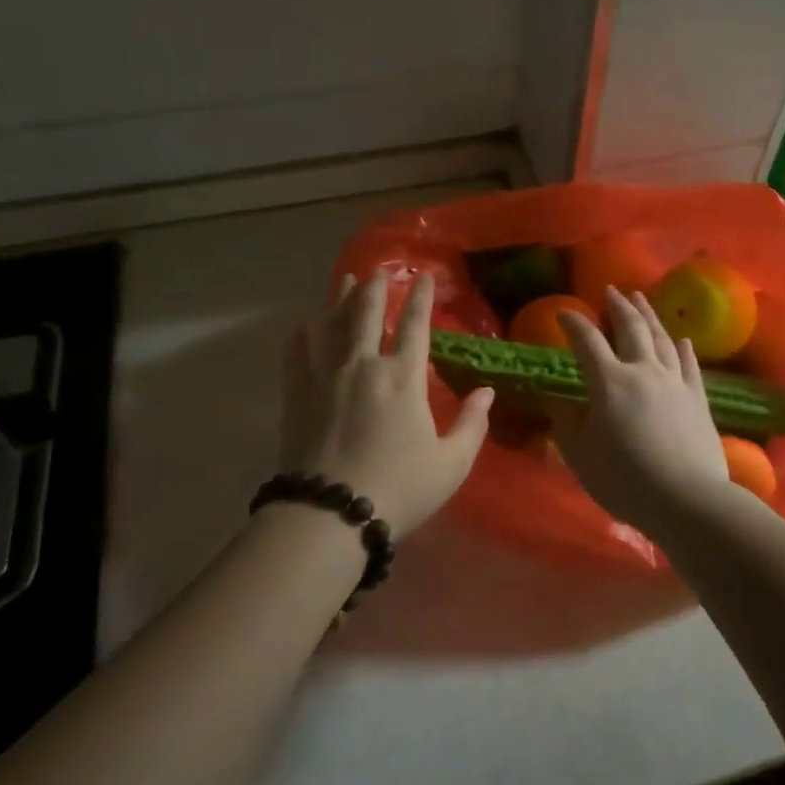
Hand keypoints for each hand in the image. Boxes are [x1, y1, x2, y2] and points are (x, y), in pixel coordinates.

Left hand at [280, 269, 493, 535]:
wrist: (330, 514)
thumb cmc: (398, 489)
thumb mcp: (450, 464)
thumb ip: (472, 425)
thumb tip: (487, 392)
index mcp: (403, 377)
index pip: (414, 325)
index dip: (420, 297)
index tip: (422, 275)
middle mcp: (363, 365)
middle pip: (366, 313)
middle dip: (375, 288)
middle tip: (378, 271)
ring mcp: (325, 376)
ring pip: (332, 324)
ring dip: (340, 298)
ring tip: (346, 279)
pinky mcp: (297, 394)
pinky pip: (298, 352)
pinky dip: (302, 334)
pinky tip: (304, 323)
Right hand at [549, 287, 730, 529]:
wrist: (687, 500)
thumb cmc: (625, 480)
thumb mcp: (580, 455)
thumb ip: (566, 423)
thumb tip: (558, 399)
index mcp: (609, 382)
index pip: (587, 341)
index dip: (574, 323)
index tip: (564, 312)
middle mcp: (643, 371)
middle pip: (631, 328)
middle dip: (618, 306)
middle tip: (611, 291)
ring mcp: (675, 382)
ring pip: (661, 339)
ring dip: (649, 316)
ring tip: (641, 299)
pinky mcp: (698, 398)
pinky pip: (689, 364)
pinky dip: (683, 348)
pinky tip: (682, 339)